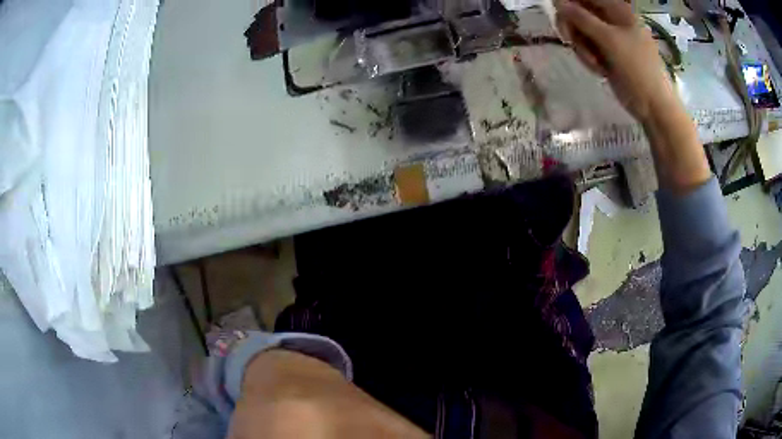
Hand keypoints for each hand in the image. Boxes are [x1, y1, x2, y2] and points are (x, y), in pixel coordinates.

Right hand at [555, 0, 677, 121]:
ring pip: (579, 31)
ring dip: (581, 46)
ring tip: (594, 62)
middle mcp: (611, 20)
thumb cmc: (638, 69)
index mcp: (618, 10)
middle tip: (570, 39)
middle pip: (578, 12)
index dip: (569, 3)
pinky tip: (599, 69)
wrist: (653, 106)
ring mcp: (609, 37)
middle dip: (573, 27)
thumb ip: (582, 18)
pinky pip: (586, 47)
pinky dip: (588, 57)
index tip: (561, 16)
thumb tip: (558, 2)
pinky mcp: (606, 53)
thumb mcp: (609, 40)